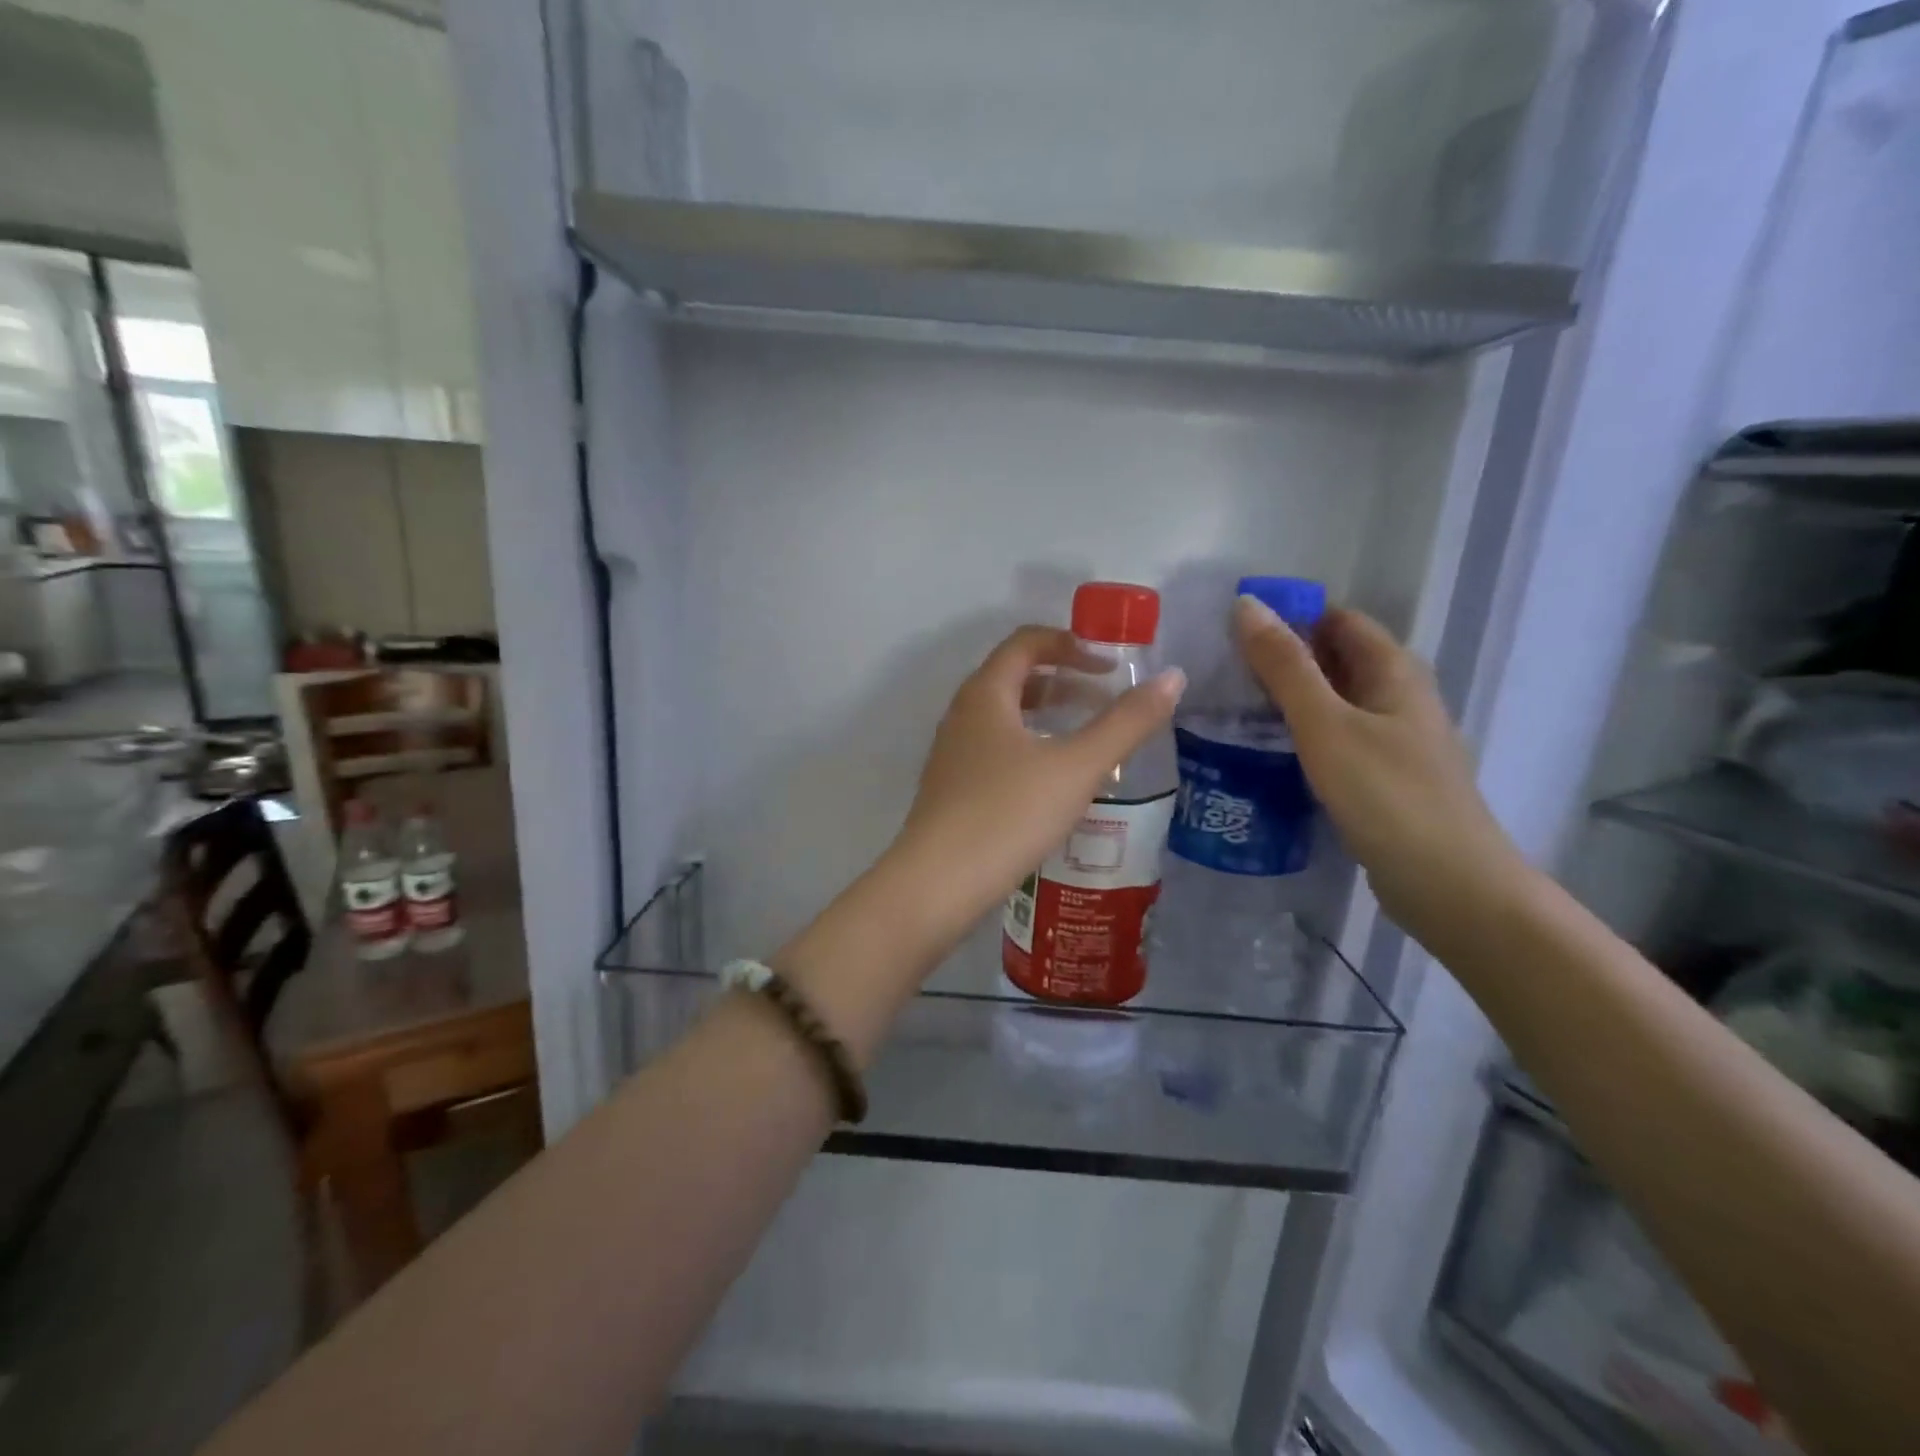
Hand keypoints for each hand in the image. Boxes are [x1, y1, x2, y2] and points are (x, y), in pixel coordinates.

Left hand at [887, 626, 1184, 948]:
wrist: (937, 884)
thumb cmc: (1008, 814)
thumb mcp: (1077, 767)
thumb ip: (1126, 722)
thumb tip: (1172, 678)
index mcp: (985, 694)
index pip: (1025, 643)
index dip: (1070, 643)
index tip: (1110, 665)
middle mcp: (962, 715)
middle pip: (1013, 677)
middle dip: (1062, 680)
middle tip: (1105, 699)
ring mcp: (952, 754)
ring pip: (1004, 717)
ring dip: (1046, 715)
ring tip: (1086, 738)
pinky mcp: (952, 789)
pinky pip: (995, 749)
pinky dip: (1029, 747)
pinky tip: (1053, 782)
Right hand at [1234, 597, 1526, 939]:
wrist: (1448, 885)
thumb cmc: (1386, 795)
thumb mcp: (1325, 724)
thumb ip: (1285, 667)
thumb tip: (1246, 605)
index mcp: (1394, 671)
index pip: (1338, 619)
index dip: (1290, 616)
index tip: (1234, 630)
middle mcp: (1399, 697)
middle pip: (1336, 660)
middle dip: (1283, 658)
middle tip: (1221, 671)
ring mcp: (1394, 740)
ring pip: (1333, 702)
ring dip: (1288, 699)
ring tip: (1230, 708)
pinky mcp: (1383, 778)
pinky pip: (1336, 739)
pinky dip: (1302, 735)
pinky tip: (1266, 752)